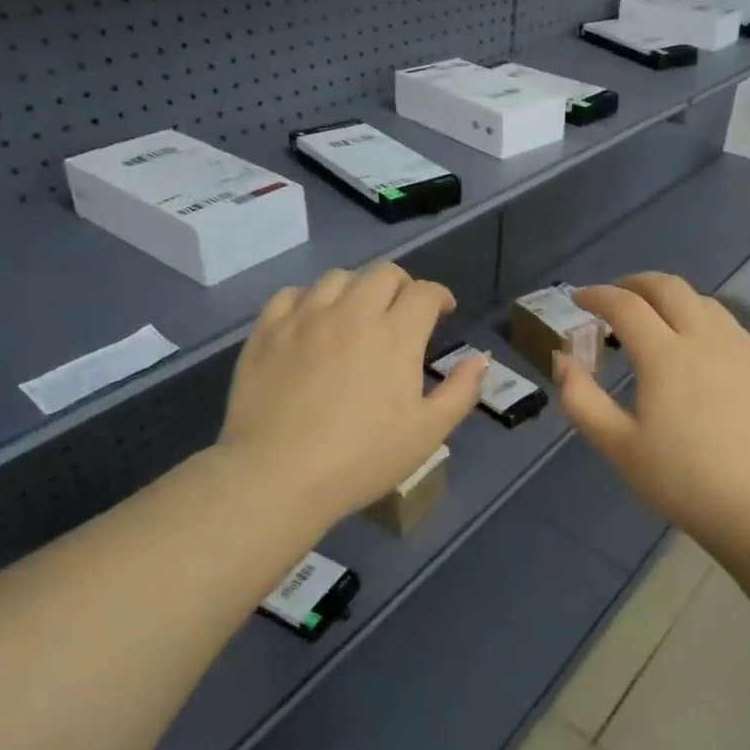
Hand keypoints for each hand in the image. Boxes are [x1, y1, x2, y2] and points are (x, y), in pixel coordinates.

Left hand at [218, 263, 487, 528]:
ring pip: (337, 277)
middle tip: (403, 312)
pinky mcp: (267, 331)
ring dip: (357, 289)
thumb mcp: (427, 433)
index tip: (443, 311)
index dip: (440, 296)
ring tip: (357, 314)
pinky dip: (309, 299)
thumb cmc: (361, 458)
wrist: (276, 476)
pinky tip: (312, 321)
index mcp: (395, 334)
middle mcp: (352, 313)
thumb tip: (481, 359)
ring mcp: (305, 318)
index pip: (425, 292)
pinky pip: (290, 294)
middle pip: (383, 273)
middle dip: (402, 286)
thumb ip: (461, 391)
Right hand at [554, 273, 749, 561]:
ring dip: (670, 298)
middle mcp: (705, 338)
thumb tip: (562, 359)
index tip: (579, 300)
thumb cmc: (683, 481)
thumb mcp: (618, 446)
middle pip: (668, 287)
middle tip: (614, 299)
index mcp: (665, 355)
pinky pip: (727, 324)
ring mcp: (741, 348)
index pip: (625, 305)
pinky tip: (696, 346)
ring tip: (653, 319)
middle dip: (634, 283)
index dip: (597, 296)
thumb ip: (581, 399)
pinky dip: (700, 318)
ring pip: (702, 301)